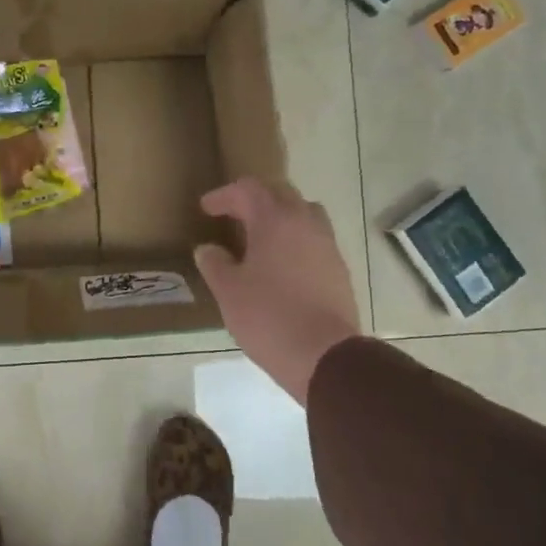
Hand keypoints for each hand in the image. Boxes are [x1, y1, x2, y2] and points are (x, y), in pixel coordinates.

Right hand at [193, 178, 360, 405]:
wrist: (325, 355)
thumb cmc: (268, 316)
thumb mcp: (229, 291)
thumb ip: (215, 264)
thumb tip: (207, 250)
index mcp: (275, 220)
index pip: (248, 190)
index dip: (224, 195)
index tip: (207, 209)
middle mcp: (306, 223)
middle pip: (281, 194)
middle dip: (254, 199)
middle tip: (233, 215)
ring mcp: (328, 246)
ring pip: (304, 214)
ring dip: (281, 217)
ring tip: (261, 237)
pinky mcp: (339, 270)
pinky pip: (315, 240)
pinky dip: (296, 241)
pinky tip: (282, 265)